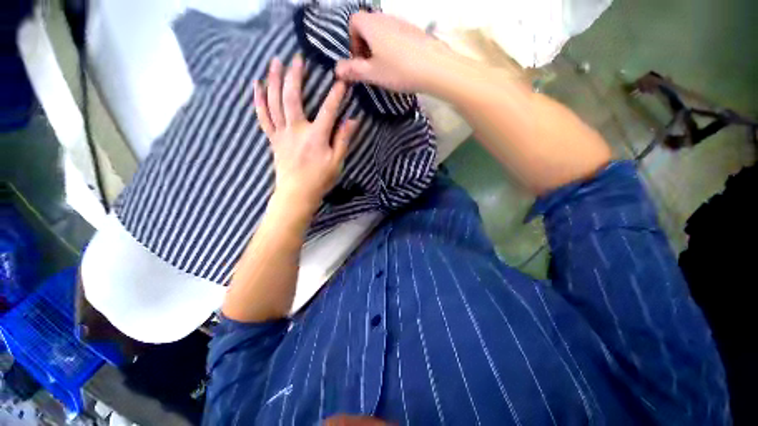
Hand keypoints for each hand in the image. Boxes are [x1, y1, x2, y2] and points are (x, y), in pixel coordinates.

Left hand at [255, 55, 357, 214]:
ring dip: (273, 80)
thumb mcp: (337, 162)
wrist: (297, 194)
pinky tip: (256, 85)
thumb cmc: (319, 180)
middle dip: (294, 76)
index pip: (328, 110)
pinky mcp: (273, 139)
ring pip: (274, 102)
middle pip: (292, 97)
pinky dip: (258, 100)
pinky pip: (263, 116)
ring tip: (274, 62)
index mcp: (316, 137)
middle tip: (296, 58)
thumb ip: (343, 140)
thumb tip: (353, 121)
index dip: (336, 94)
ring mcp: (282, 133)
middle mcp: (296, 130)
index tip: (341, 80)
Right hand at [335, 12, 454, 92]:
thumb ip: (353, 70)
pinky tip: (401, 64)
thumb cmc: (399, 70)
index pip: (353, 22)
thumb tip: (336, 70)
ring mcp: (402, 22)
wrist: (435, 67)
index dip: (352, 41)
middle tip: (372, 67)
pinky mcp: (415, 31)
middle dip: (365, 46)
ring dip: (379, 47)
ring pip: (383, 31)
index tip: (359, 61)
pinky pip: (397, 35)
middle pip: (368, 26)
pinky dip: (393, 47)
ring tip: (387, 68)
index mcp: (371, 25)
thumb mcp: (372, 74)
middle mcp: (386, 18)